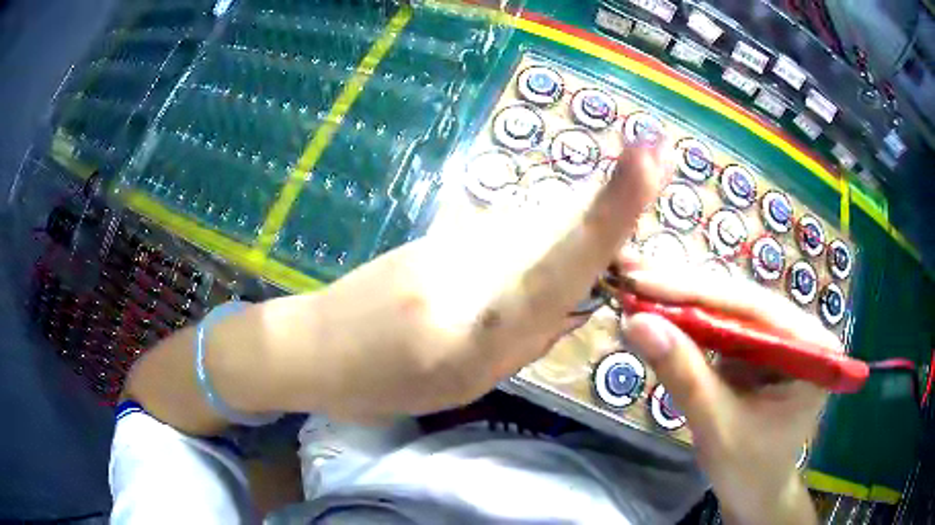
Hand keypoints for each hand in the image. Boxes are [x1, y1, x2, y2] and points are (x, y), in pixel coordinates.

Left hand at [125, 142, 672, 433]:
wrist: (310, 347)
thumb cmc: (378, 386)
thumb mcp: (462, 385)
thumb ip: (525, 340)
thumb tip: (574, 301)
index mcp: (475, 330)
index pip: (558, 265)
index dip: (611, 212)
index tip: (650, 156)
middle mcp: (469, 268)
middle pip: (558, 228)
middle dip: (601, 231)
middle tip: (622, 267)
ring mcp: (450, 241)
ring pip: (535, 224)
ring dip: (567, 239)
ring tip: (562, 280)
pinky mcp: (439, 232)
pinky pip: (508, 229)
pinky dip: (534, 243)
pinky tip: (519, 272)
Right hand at [619, 267, 836, 524]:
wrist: (756, 494)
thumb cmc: (748, 469)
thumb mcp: (717, 426)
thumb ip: (684, 375)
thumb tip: (636, 323)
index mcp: (811, 347)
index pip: (752, 307)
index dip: (694, 293)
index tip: (642, 281)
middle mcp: (800, 330)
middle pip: (739, 300)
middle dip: (683, 292)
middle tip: (632, 275)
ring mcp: (780, 336)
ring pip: (728, 308)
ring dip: (682, 302)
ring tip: (638, 288)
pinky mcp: (760, 347)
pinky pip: (723, 326)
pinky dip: (689, 323)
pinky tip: (660, 312)